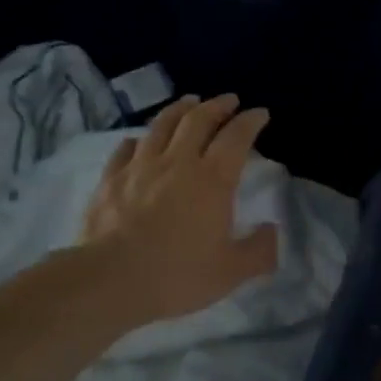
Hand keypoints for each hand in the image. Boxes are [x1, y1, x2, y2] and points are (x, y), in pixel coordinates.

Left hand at [81, 94, 279, 324]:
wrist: (109, 280)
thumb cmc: (177, 275)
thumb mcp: (231, 272)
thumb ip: (259, 251)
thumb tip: (271, 231)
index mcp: (213, 179)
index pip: (237, 137)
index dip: (250, 121)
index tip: (260, 113)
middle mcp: (178, 162)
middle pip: (199, 119)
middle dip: (218, 105)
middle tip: (228, 100)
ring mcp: (140, 166)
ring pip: (162, 124)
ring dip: (180, 109)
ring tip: (189, 103)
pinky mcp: (110, 178)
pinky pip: (126, 148)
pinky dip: (139, 139)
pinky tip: (140, 140)